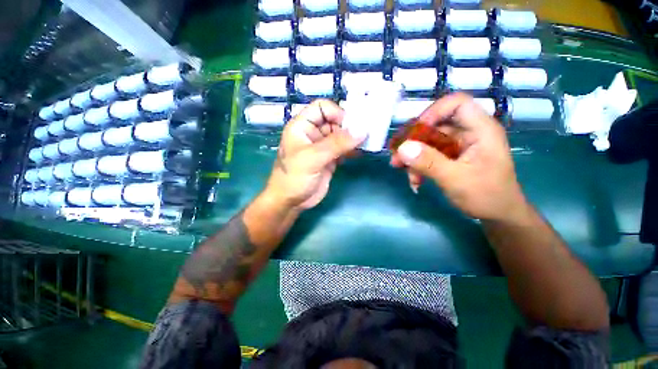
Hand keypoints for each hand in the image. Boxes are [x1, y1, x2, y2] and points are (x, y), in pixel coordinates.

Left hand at [263, 99, 365, 210]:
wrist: (291, 202)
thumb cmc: (294, 177)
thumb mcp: (313, 158)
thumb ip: (336, 143)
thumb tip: (362, 130)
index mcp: (302, 126)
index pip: (322, 107)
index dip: (337, 112)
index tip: (352, 125)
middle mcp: (313, 133)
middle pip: (334, 121)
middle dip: (349, 127)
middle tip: (365, 135)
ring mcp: (322, 147)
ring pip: (341, 135)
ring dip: (353, 138)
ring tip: (366, 143)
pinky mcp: (329, 159)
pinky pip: (343, 149)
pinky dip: (352, 149)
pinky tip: (360, 153)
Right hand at [390, 93, 527, 220]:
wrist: (498, 216)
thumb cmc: (487, 196)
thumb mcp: (456, 180)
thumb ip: (429, 163)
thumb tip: (402, 148)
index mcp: (480, 130)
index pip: (456, 104)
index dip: (432, 113)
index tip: (414, 134)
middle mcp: (468, 133)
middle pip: (435, 125)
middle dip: (413, 141)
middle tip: (396, 157)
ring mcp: (458, 146)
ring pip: (428, 142)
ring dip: (412, 156)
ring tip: (401, 170)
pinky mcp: (450, 157)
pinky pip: (428, 155)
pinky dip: (418, 166)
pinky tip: (415, 181)